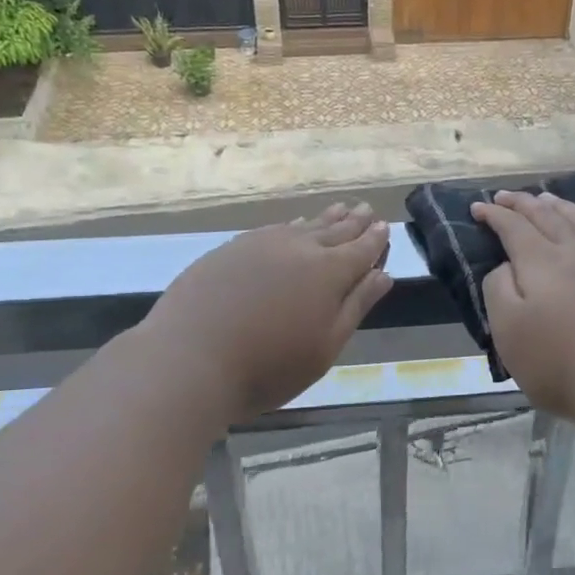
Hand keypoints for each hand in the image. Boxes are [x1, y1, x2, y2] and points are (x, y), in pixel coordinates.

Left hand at [143, 202, 392, 422]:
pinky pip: (273, 230)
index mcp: (329, 272)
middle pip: (334, 230)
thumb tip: (382, 275)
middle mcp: (299, 248)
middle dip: (354, 221)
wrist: (189, 359)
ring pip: (302, 226)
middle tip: (366, 208)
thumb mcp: (325, 346)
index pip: (361, 249)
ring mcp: (261, 244)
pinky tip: (291, 228)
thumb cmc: (268, 366)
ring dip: (324, 218)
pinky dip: (291, 226)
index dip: (375, 238)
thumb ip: (355, 307)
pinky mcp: (230, 249)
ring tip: (339, 209)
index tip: (385, 226)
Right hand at [473, 190, 574, 423]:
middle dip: (523, 204)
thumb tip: (506, 265)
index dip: (494, 215)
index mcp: (540, 263)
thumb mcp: (508, 332)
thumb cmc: (560, 364)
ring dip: (560, 206)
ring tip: (546, 198)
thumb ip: (498, 290)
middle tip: (505, 196)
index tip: (478, 209)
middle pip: (547, 217)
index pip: (513, 228)